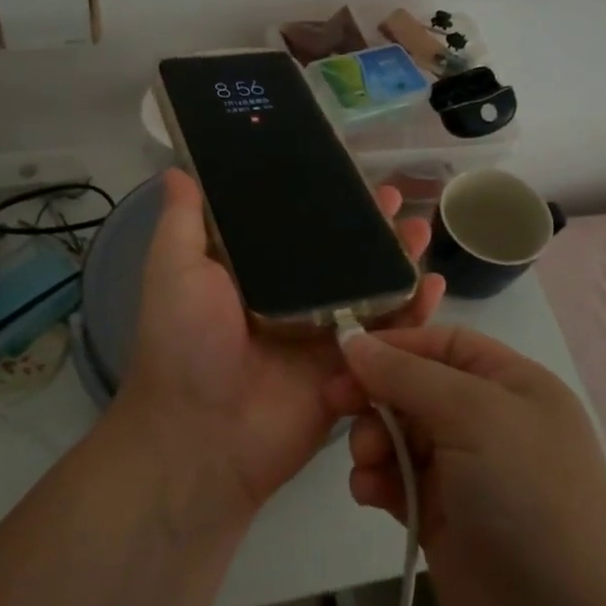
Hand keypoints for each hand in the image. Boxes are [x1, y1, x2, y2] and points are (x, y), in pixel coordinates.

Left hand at [115, 169, 444, 522]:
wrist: (202, 436)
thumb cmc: (183, 343)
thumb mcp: (173, 270)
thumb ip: (183, 221)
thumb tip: (179, 169)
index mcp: (253, 274)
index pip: (295, 227)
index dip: (323, 201)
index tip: (349, 174)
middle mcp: (292, 300)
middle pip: (341, 256)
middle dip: (371, 228)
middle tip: (396, 201)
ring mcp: (323, 336)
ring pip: (371, 290)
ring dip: (398, 261)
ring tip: (420, 231)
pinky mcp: (348, 371)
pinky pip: (387, 338)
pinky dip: (413, 313)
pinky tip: (432, 285)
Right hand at [327, 326, 605, 605]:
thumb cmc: (527, 491)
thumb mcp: (471, 412)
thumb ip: (406, 374)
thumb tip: (352, 339)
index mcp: (507, 382)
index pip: (441, 343)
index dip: (394, 344)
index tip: (344, 354)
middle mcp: (485, 418)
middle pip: (412, 387)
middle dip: (374, 395)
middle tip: (334, 404)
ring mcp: (463, 469)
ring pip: (398, 434)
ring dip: (373, 441)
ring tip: (366, 461)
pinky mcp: (441, 513)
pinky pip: (396, 480)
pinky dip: (377, 480)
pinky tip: (369, 492)